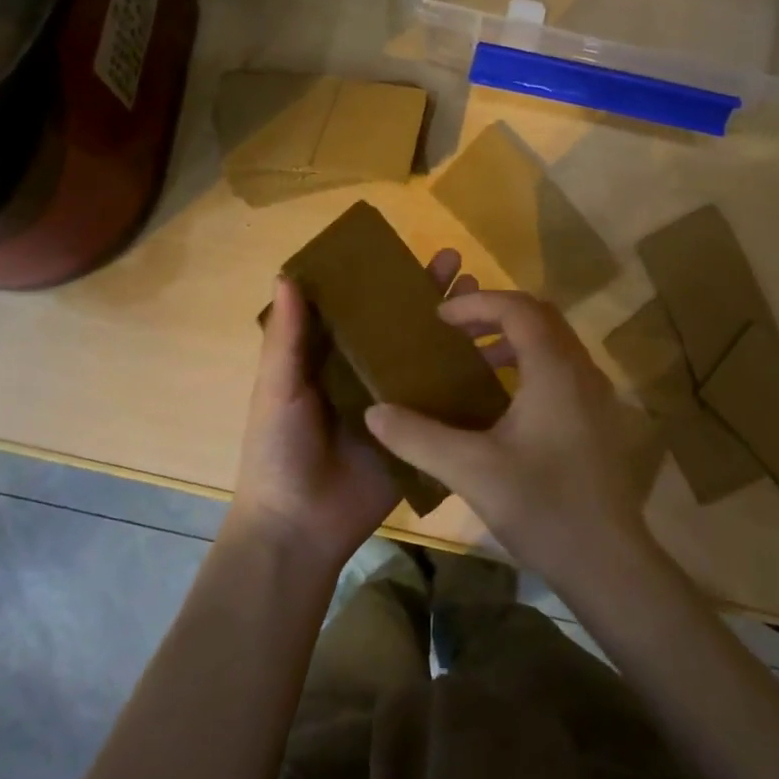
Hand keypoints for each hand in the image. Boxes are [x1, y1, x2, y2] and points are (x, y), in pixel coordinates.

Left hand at [228, 248, 471, 572]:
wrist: (299, 527)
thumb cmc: (279, 450)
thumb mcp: (277, 388)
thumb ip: (287, 337)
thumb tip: (287, 273)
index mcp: (330, 358)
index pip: (362, 309)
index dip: (385, 280)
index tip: (411, 251)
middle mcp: (366, 374)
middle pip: (403, 328)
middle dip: (429, 297)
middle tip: (460, 265)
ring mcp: (396, 405)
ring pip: (429, 359)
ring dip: (455, 331)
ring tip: (487, 301)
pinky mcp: (418, 435)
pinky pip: (445, 404)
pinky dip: (469, 381)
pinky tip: (500, 358)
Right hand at [364, 291, 657, 586]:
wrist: (608, 564)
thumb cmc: (542, 508)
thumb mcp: (471, 471)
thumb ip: (418, 437)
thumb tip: (374, 412)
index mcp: (555, 370)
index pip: (518, 308)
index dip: (477, 305)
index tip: (439, 318)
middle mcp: (582, 371)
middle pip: (541, 317)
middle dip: (495, 315)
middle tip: (454, 332)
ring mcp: (597, 396)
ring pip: (555, 344)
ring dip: (514, 341)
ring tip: (473, 362)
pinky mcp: (599, 421)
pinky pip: (563, 370)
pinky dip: (530, 365)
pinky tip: (503, 403)